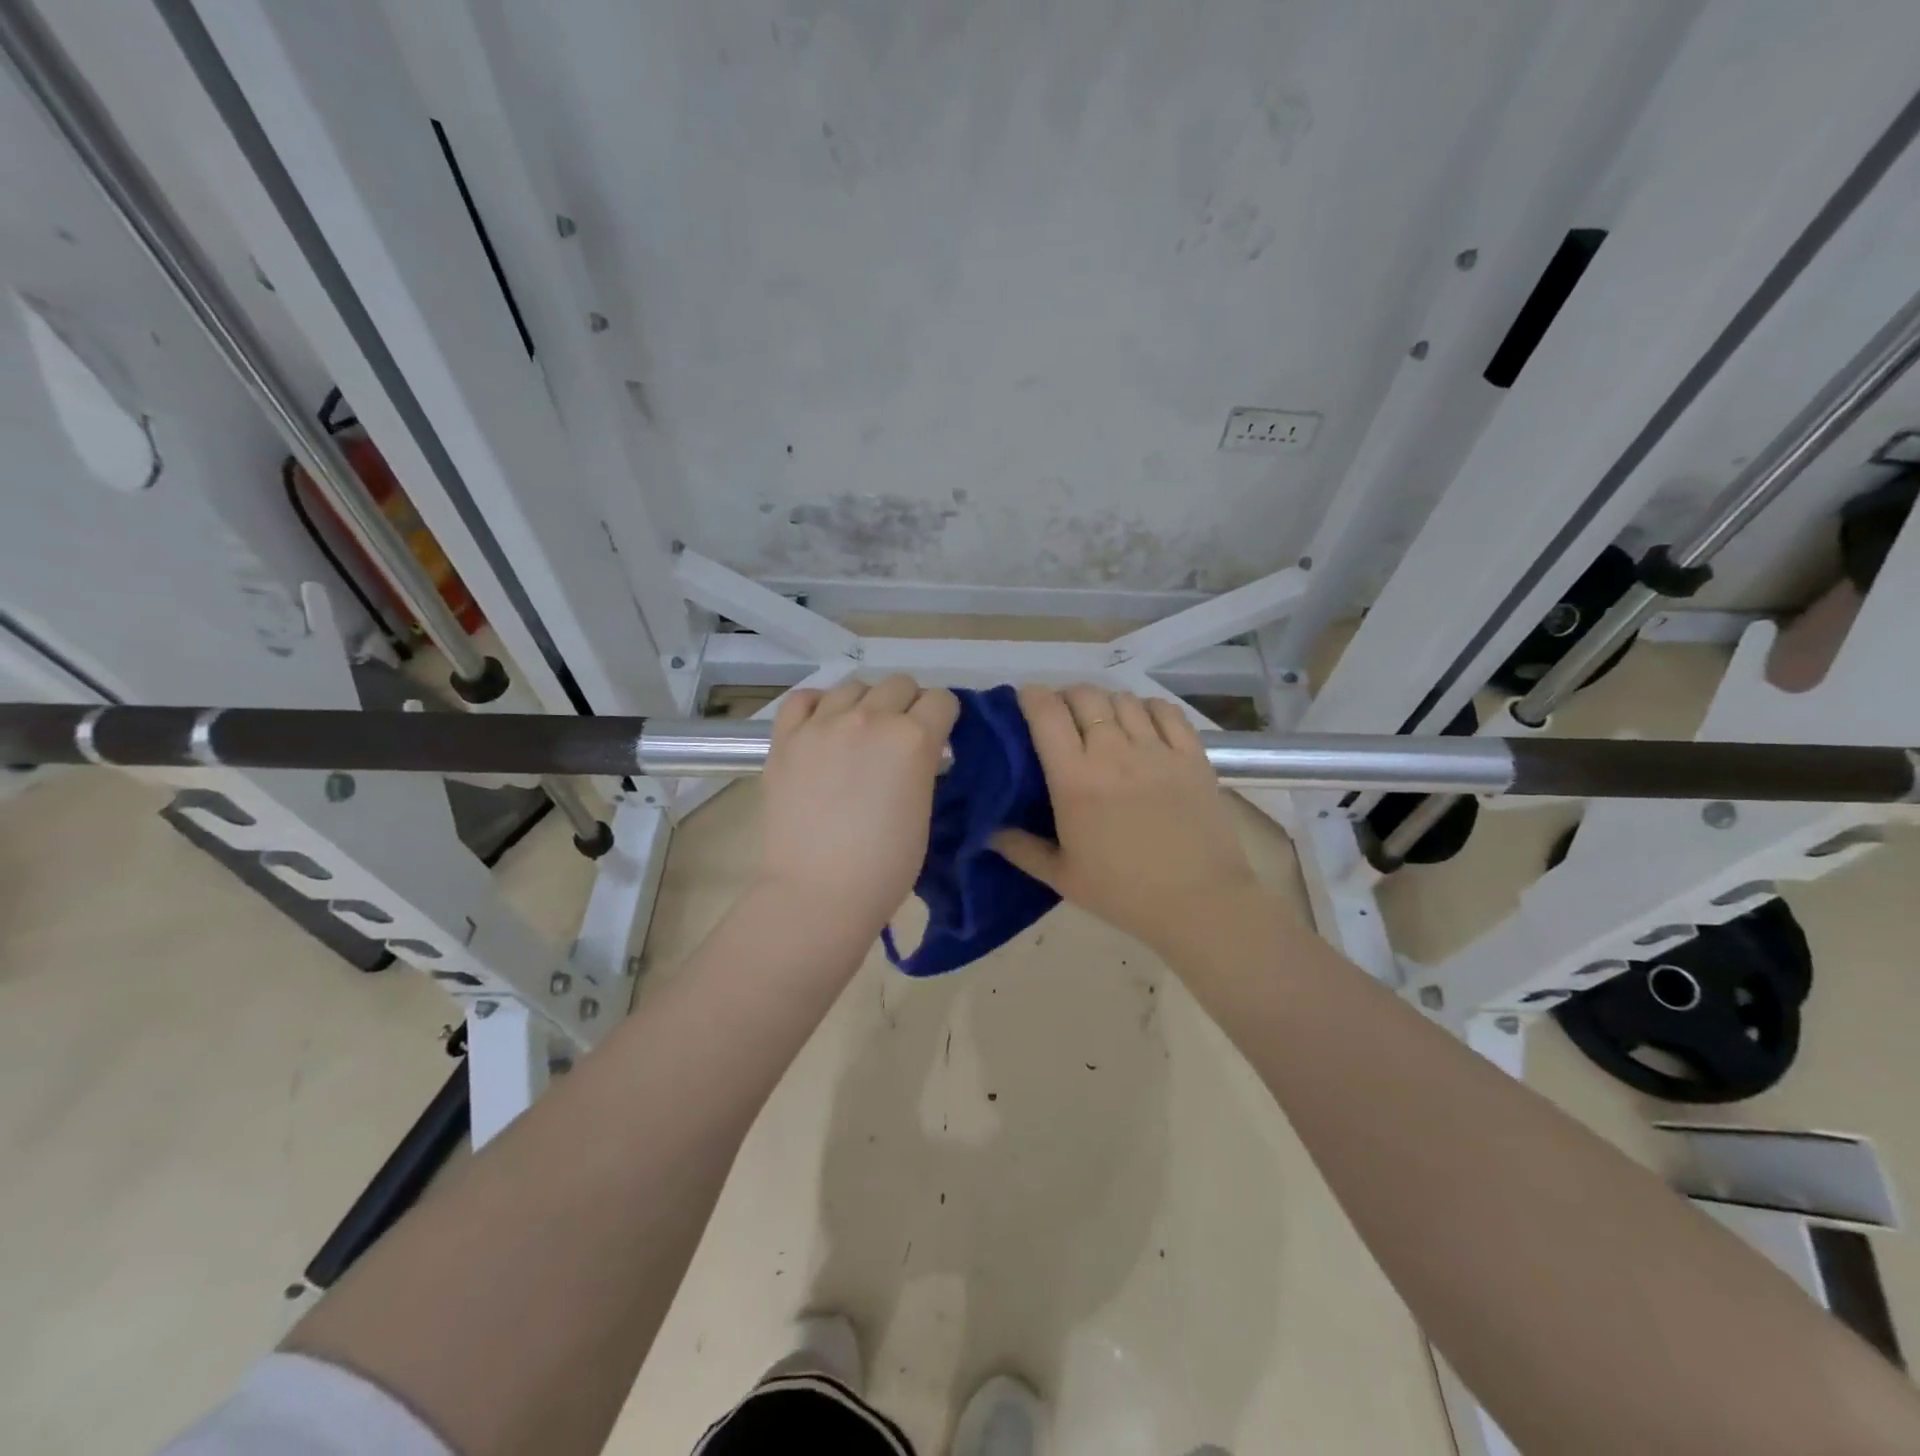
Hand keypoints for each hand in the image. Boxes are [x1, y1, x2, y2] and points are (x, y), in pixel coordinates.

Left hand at [754, 674, 959, 940]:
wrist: (817, 893)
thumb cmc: (884, 867)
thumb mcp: (924, 811)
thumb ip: (922, 768)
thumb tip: (918, 753)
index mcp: (913, 739)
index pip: (942, 700)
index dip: (944, 718)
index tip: (938, 737)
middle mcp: (870, 718)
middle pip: (900, 684)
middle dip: (908, 705)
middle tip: (900, 738)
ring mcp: (823, 724)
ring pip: (854, 686)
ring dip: (866, 704)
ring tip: (860, 734)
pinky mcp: (786, 738)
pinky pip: (805, 699)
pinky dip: (819, 706)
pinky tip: (823, 727)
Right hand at [992, 683, 1264, 956]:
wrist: (1199, 903)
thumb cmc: (1123, 892)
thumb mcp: (1061, 876)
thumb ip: (1019, 848)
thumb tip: (985, 829)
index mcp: (1075, 779)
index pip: (1046, 712)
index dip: (1031, 697)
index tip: (1025, 704)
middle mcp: (1114, 752)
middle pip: (1084, 695)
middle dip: (1066, 697)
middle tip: (1062, 718)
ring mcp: (1157, 749)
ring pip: (1123, 698)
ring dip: (1104, 703)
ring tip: (1101, 723)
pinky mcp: (1192, 754)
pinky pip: (1165, 710)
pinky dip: (1147, 708)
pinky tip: (1142, 724)